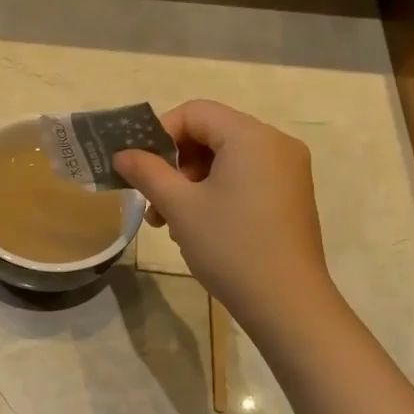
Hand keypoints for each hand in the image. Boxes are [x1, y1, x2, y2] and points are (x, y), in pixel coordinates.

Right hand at [113, 99, 332, 324]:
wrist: (287, 302)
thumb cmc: (230, 246)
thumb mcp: (180, 207)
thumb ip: (147, 172)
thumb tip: (122, 154)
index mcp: (251, 137)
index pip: (196, 112)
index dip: (160, 133)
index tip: (139, 166)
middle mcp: (276, 144)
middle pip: (211, 134)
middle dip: (174, 163)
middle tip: (152, 199)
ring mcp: (288, 171)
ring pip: (226, 159)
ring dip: (191, 182)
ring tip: (169, 221)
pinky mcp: (290, 196)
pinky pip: (245, 178)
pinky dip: (216, 192)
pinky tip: (199, 226)